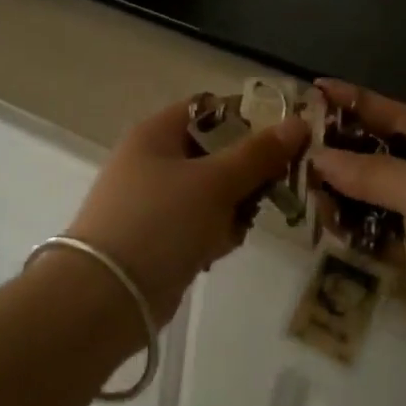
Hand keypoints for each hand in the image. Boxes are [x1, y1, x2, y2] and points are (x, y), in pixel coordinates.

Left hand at [65, 98, 309, 323]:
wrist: (107, 296)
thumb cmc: (161, 222)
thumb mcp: (215, 182)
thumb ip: (258, 154)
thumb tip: (299, 123)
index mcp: (157, 132)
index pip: (211, 109)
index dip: (248, 119)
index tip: (283, 141)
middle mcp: (152, 160)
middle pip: (216, 152)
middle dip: (245, 173)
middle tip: (267, 191)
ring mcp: (153, 200)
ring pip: (212, 192)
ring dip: (232, 209)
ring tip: (234, 228)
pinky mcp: (158, 236)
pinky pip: (199, 223)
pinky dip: (213, 234)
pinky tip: (215, 251)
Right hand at [309, 80, 405, 378]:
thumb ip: (374, 172)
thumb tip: (320, 156)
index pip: (399, 120)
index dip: (360, 103)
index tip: (318, 89)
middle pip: (379, 162)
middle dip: (340, 152)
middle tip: (294, 145)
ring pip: (368, 204)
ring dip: (337, 195)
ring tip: (299, 186)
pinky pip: (368, 243)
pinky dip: (345, 234)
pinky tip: (319, 226)